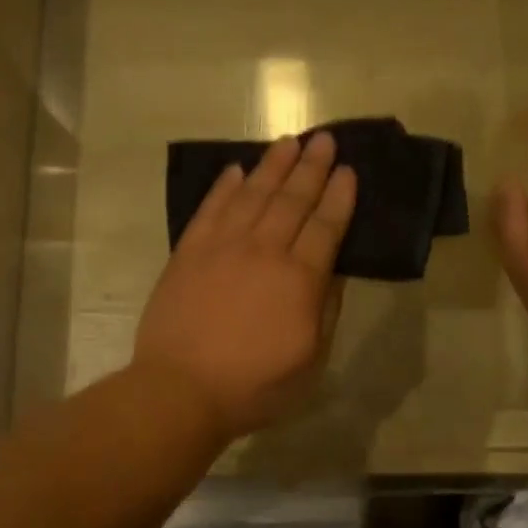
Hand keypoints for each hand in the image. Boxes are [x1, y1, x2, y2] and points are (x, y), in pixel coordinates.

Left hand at [135, 132, 356, 440]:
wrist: (179, 389)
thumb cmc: (253, 385)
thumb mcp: (311, 361)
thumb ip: (326, 311)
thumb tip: (335, 272)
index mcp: (299, 279)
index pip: (326, 226)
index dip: (339, 196)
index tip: (347, 169)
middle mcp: (264, 251)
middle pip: (292, 200)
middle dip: (311, 167)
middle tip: (323, 138)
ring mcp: (222, 247)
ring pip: (253, 195)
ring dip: (272, 166)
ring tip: (287, 142)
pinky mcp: (188, 252)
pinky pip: (210, 209)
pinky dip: (224, 187)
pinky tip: (235, 170)